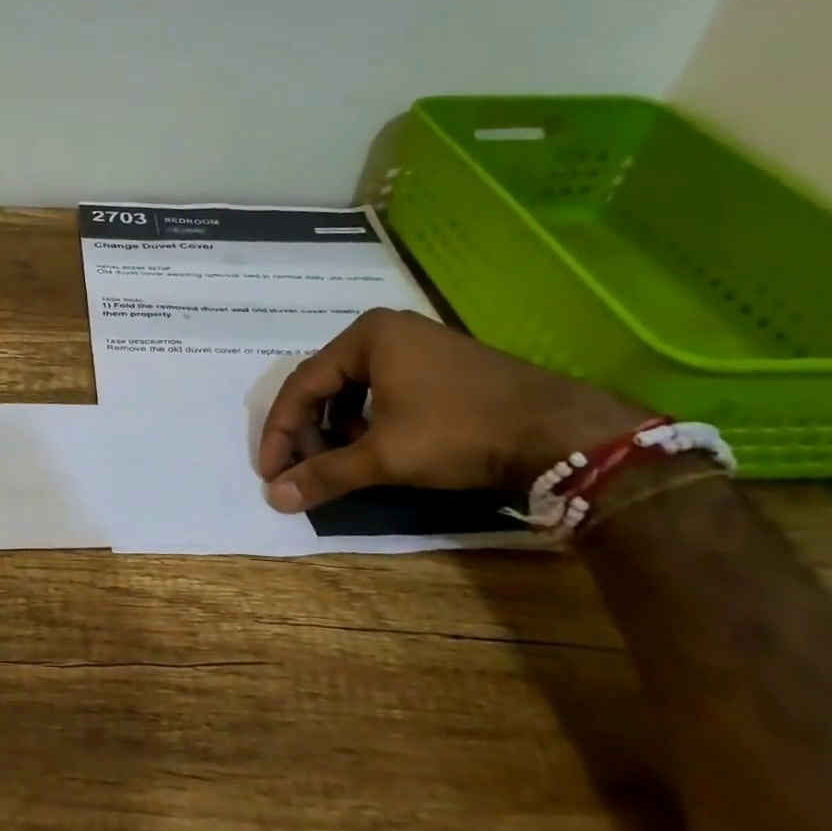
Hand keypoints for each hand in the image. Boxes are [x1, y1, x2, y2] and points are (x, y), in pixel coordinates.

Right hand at [257, 309, 647, 512]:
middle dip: (309, 432)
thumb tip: (275, 499)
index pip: (302, 385)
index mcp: (366, 336)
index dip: (281, 432)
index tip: (270, 471)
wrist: (561, 433)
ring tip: (339, 464)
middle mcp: (386, 331)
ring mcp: (417, 345)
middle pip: (325, 385)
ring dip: (337, 430)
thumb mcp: (385, 456)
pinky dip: (367, 422)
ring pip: (354, 390)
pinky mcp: (440, 366)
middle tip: (303, 471)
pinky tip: (374, 450)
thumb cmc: (459, 432)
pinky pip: (383, 391)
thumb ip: (325, 475)